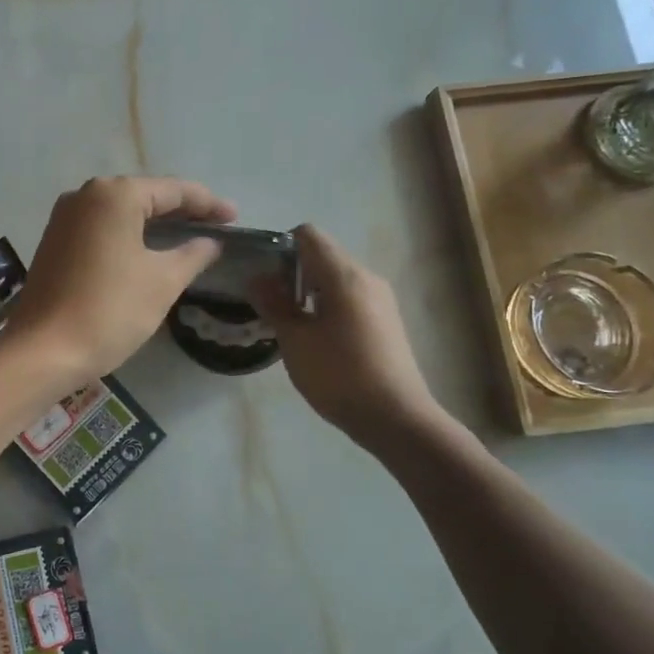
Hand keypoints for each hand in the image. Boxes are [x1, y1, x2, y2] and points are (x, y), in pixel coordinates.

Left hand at [8, 176, 235, 386]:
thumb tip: (210, 242)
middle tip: (214, 229)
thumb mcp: (162, 281)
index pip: (173, 191)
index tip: (234, 219)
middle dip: (180, 212)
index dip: (208, 204)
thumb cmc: (110, 309)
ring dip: (152, 224)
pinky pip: (100, 229)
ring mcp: (63, 218)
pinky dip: (127, 236)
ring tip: (186, 239)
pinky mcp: (53, 242)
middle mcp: (84, 195)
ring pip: (120, 213)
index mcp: (114, 194)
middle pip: (143, 196)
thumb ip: (192, 254)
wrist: (44, 349)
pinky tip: (146, 252)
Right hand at [253, 225, 448, 456]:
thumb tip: (258, 278)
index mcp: (344, 276)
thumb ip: (274, 304)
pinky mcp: (385, 321)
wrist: (396, 418)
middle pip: (322, 256)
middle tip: (268, 304)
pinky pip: (349, 298)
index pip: (308, 236)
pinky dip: (326, 307)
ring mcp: (380, 300)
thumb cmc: (339, 375)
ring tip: (288, 324)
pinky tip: (316, 339)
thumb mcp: (295, 340)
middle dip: (291, 273)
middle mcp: (367, 278)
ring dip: (307, 292)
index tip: (262, 275)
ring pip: (335, 279)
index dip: (280, 247)